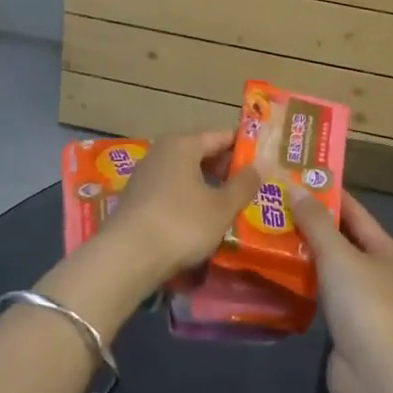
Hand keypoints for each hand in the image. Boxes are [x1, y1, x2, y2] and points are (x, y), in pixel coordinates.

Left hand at [97, 130, 263, 287]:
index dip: (245, 146)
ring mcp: (146, 176)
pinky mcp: (137, 200)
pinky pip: (172, 192)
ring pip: (186, 175)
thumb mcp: (222, 206)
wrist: (126, 257)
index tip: (265, 159)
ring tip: (232, 205)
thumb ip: (244, 184)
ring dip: (208, 187)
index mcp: (183, 144)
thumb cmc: (181, 223)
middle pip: (202, 153)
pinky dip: (190, 201)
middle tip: (253, 186)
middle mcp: (162, 152)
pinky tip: (202, 220)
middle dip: (226, 169)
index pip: (221, 136)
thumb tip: (263, 164)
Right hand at [290, 189, 392, 392]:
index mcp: (384, 249)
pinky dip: (301, 280)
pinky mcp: (344, 324)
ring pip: (327, 266)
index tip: (294, 176)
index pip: (353, 210)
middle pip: (339, 238)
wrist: (376, 374)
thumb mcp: (338, 255)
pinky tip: (275, 271)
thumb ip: (315, 222)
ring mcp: (360, 299)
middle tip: (271, 203)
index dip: (326, 192)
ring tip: (265, 232)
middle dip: (308, 222)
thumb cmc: (363, 304)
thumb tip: (295, 187)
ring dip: (301, 252)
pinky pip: (320, 291)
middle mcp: (376, 270)